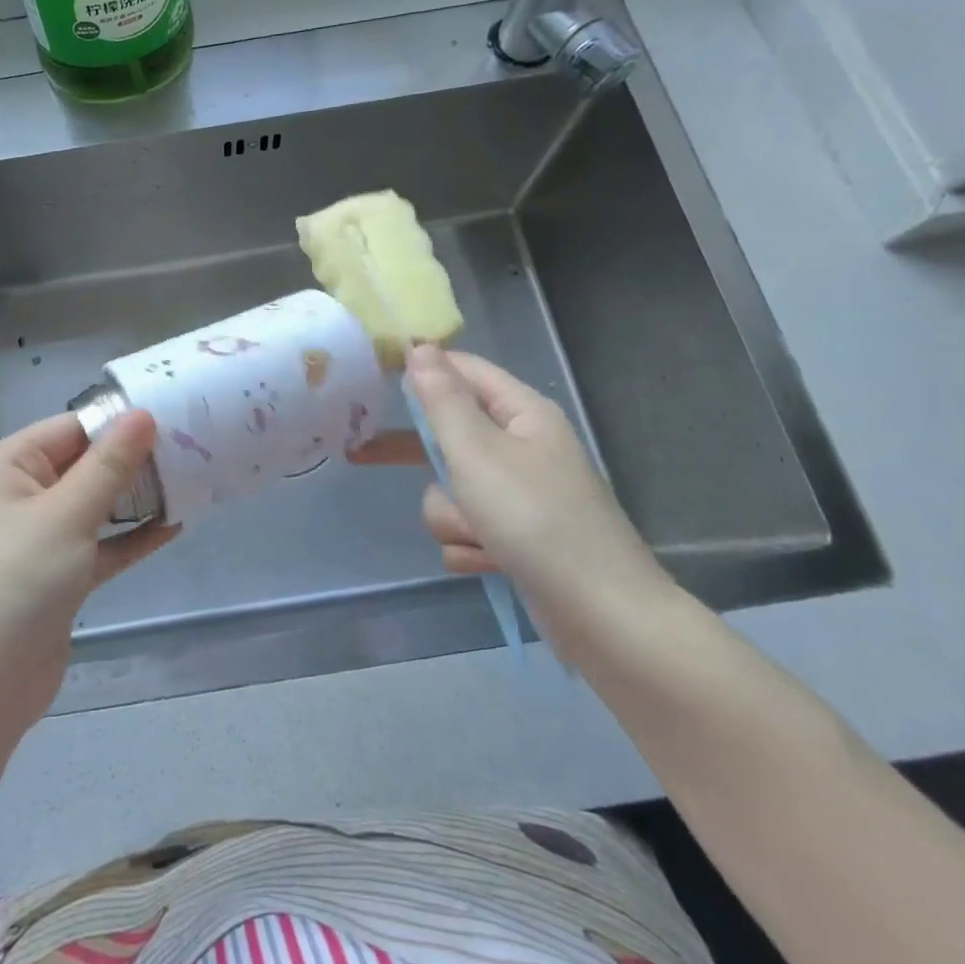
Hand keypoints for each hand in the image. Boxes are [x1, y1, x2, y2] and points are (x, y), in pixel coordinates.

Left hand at [0, 411, 177, 717]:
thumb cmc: (16, 581)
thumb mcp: (66, 515)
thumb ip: (109, 465)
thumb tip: (143, 414)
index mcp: (7, 467)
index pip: (70, 428)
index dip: (118, 422)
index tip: (173, 415)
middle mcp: (19, 496)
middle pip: (83, 465)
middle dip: (132, 460)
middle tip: (192, 448)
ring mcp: (37, 540)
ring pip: (94, 506)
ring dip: (135, 499)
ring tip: (190, 482)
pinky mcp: (56, 578)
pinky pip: (98, 546)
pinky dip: (130, 539)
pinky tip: (172, 527)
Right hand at [352, 346, 669, 644]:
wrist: (601, 616)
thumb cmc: (535, 518)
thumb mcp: (477, 452)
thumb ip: (443, 400)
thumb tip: (421, 347)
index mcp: (522, 414)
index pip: (464, 370)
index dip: (422, 368)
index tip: (373, 377)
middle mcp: (521, 448)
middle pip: (450, 435)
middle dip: (421, 458)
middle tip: (363, 456)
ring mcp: (519, 496)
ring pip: (452, 490)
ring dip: (453, 516)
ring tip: (478, 536)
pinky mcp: (515, 538)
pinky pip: (467, 529)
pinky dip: (469, 547)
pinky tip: (487, 563)